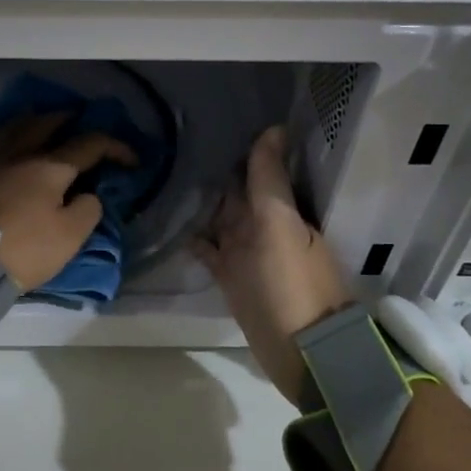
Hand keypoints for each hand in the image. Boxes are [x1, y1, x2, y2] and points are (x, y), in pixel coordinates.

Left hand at [0, 114, 137, 290]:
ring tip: (41, 124)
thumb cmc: (21, 250)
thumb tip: (88, 194)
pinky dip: (3, 135)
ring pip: (13, 125)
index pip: (90, 144)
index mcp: (49, 166)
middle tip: (79, 123)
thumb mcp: (69, 238)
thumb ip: (87, 210)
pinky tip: (3, 143)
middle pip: (47, 123)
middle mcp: (18, 151)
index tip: (131, 160)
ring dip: (34, 121)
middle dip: (69, 120)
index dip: (115, 148)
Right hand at [193, 126, 352, 403]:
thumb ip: (270, 179)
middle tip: (178, 141)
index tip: (212, 118)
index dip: (241, 147)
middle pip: (236, 192)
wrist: (302, 351)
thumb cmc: (291, 282)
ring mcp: (245, 252)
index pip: (258, 169)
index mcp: (280, 209)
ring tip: (167, 174)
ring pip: (220, 218)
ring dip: (201, 201)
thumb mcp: (278, 223)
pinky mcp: (230, 276)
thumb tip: (274, 128)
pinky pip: (209, 248)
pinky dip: (194, 236)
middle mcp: (263, 226)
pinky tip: (173, 221)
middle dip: (215, 170)